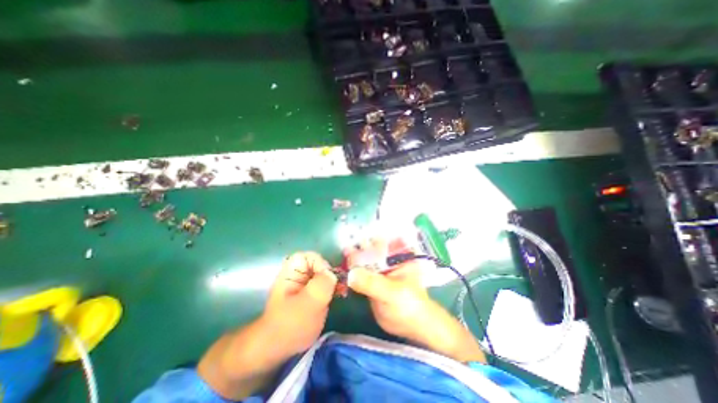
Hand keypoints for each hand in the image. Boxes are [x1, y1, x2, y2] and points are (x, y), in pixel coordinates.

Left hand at [199, 252, 339, 399]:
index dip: (322, 264)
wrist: (278, 348)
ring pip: (324, 274)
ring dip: (333, 281)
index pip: (311, 256)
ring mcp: (305, 283)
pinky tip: (339, 295)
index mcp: (292, 271)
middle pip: (319, 264)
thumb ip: (322, 283)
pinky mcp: (311, 293)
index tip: (329, 280)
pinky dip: (333, 288)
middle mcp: (298, 274)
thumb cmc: (290, 324)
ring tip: (340, 292)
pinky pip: (325, 283)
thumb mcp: (309, 302)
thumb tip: (332, 274)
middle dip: (330, 274)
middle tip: (338, 287)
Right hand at [345, 237, 483, 362]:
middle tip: (345, 245)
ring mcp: (378, 272)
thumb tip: (351, 274)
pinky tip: (343, 269)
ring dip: (353, 258)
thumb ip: (372, 283)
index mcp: (396, 257)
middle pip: (370, 250)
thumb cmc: (408, 304)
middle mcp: (387, 261)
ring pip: (364, 262)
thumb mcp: (392, 292)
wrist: (411, 326)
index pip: (380, 242)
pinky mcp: (371, 283)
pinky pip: (360, 275)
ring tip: (341, 254)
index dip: (368, 239)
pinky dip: (352, 271)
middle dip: (358, 247)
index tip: (355, 237)